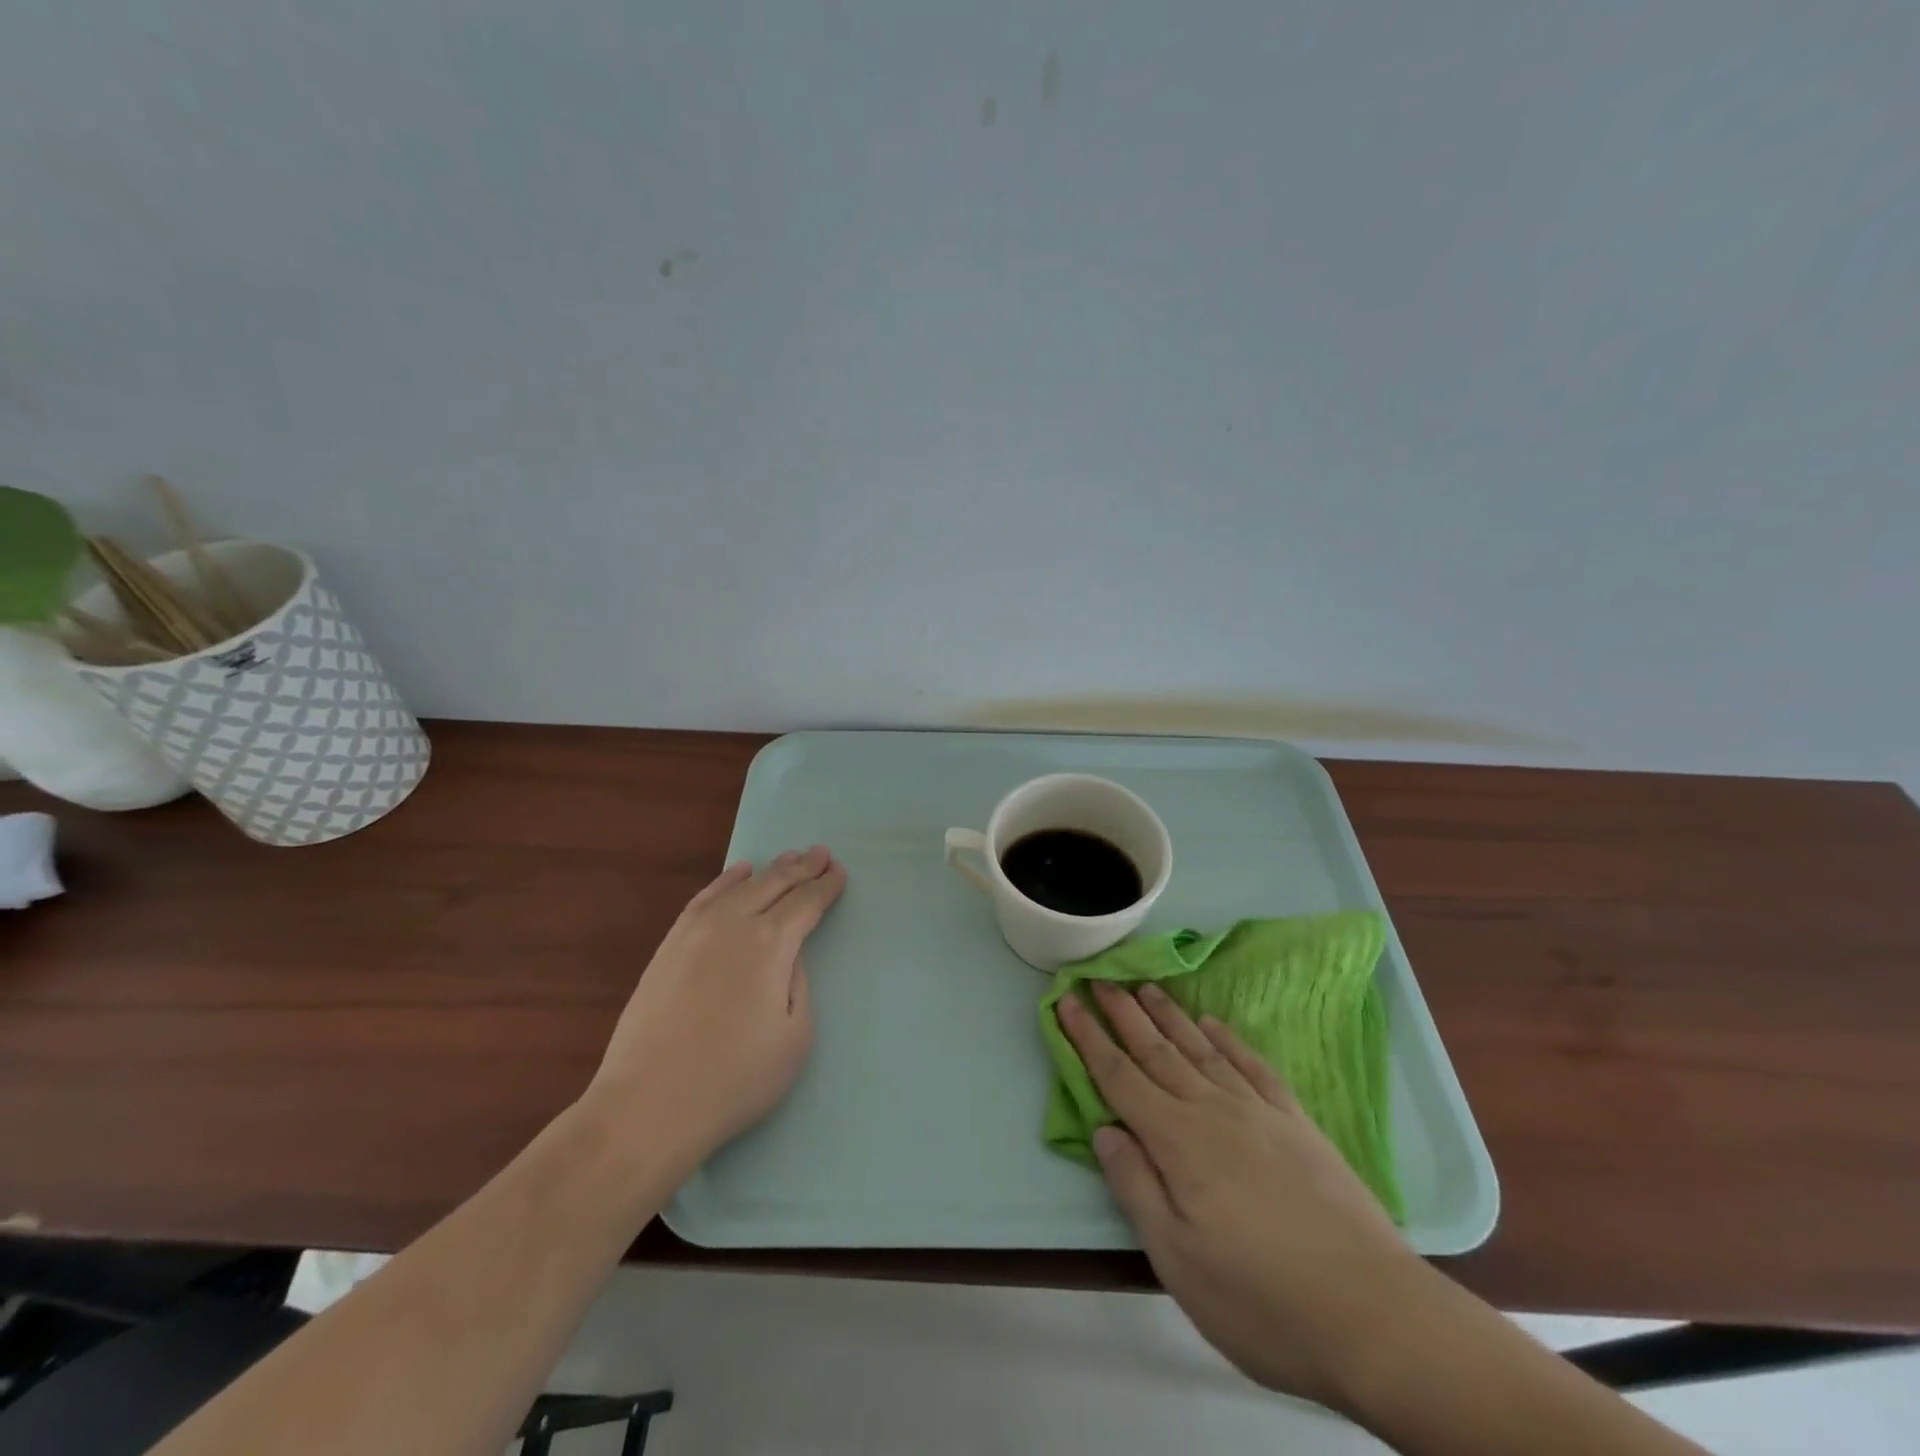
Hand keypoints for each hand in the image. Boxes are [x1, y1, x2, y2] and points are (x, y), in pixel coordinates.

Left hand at [585, 847, 846, 1163]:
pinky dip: (725, 881)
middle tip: (821, 853)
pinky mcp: (670, 945)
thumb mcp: (795, 1037)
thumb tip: (789, 955)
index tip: (839, 873)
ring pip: (740, 886)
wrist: (649, 1105)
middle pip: (775, 885)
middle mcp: (734, 925)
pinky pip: (704, 898)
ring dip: (769, 870)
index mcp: (770, 945)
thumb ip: (799, 984)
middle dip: (803, 868)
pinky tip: (738, 872)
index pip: (806, 903)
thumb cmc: (735, 1079)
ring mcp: (696, 931)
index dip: (825, 887)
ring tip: (789, 857)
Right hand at [1058, 981, 1432, 1411]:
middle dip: (1122, 1012)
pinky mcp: (1296, 1123)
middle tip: (1099, 976)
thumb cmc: (1262, 1298)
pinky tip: (1213, 1024)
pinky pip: (1251, 1065)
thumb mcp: (1178, 1259)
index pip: (1119, 1076)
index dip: (1088, 1037)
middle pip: (1156, 1050)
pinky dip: (1227, 1039)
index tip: (1066, 1000)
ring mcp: (1258, 1111)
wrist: (1376, 1314)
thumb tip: (1103, 1129)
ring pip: (1200, 1048)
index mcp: (1178, 1140)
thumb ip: (1135, 1186)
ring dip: (1168, 1015)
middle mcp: (1213, 1110)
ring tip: (1145, 986)